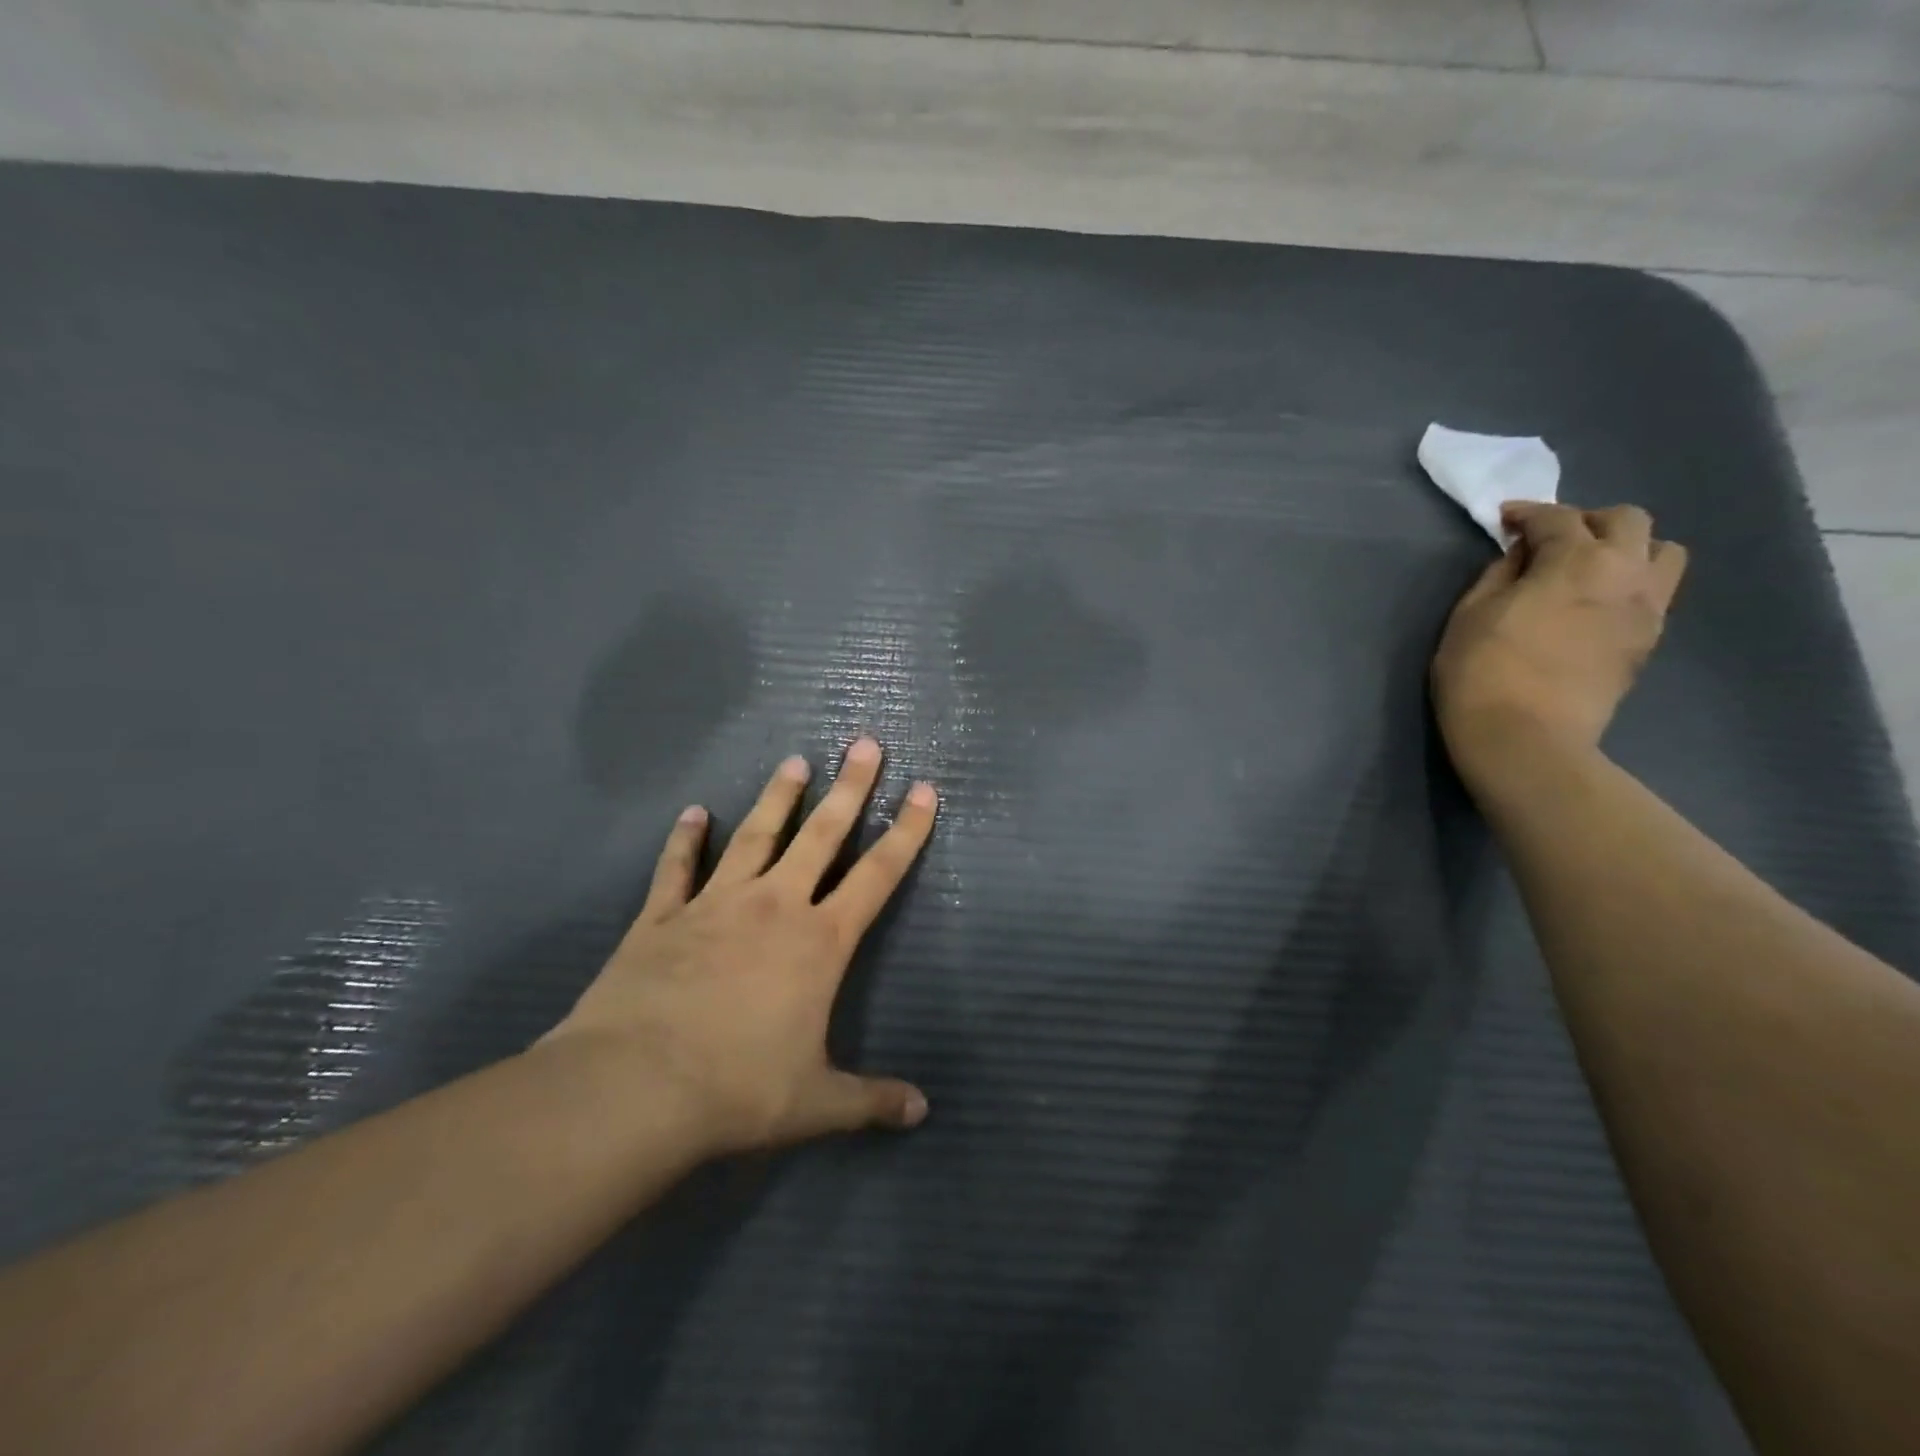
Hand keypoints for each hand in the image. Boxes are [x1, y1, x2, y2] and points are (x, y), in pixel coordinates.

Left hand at [543, 737, 938, 1155]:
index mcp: (819, 941)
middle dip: (849, 788)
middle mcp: (774, 906)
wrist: (635, 1088)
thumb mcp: (816, 1103)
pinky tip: (693, 812)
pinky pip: (677, 868)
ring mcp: (715, 904)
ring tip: (795, 762)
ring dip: (778, 798)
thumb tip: (922, 1112)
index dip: (906, 832)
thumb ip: (871, 1100)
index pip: (877, 874)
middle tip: (865, 744)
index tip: (923, 790)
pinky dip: (685, 839)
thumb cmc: (738, 1089)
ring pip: (756, 837)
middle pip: (822, 834)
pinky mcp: (661, 917)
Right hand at [1432, 502, 1687, 794]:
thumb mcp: (1470, 615)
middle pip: (1626, 520)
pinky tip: (1595, 604)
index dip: (1527, 513)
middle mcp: (1626, 572)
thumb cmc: (1481, 672)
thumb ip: (1499, 574)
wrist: (1526, 737)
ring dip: (1626, 548)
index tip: (1504, 520)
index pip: (1557, 517)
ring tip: (1588, 569)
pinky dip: (1630, 584)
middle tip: (1549, 541)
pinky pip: (1656, 592)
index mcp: (1575, 560)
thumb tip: (1522, 557)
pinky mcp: (1650, 639)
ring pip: (1661, 551)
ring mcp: (1648, 607)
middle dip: (1585, 521)